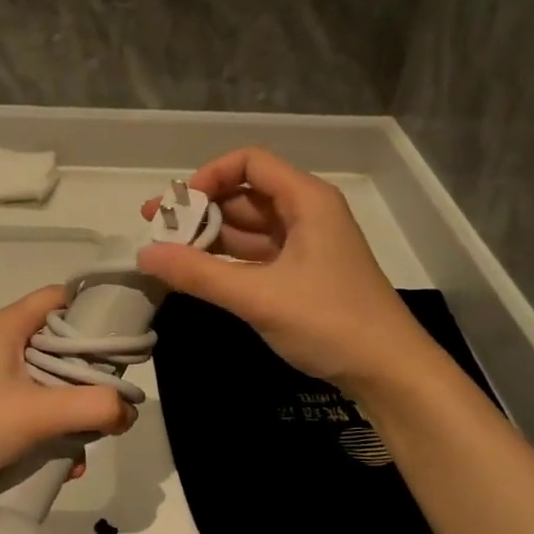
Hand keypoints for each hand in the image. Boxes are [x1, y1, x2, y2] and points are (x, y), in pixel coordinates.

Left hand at [0, 286, 134, 498]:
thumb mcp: (39, 412)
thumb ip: (93, 407)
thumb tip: (128, 411)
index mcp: (8, 326)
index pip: (60, 297)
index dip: (94, 311)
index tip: (122, 341)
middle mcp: (0, 344)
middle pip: (60, 345)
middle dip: (89, 377)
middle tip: (110, 400)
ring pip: (49, 383)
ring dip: (72, 412)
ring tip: (85, 445)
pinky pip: (32, 410)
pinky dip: (51, 431)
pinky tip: (64, 464)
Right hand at [138, 148, 433, 393]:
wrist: (388, 371)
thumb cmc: (329, 322)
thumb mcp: (258, 296)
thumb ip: (199, 274)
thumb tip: (144, 255)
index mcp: (306, 200)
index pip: (249, 163)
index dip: (208, 176)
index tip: (176, 207)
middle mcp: (306, 213)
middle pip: (244, 195)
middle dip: (199, 211)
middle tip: (154, 231)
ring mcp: (305, 246)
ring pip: (247, 228)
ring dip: (209, 238)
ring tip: (166, 255)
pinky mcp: (301, 275)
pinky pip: (256, 255)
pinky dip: (226, 261)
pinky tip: (197, 274)